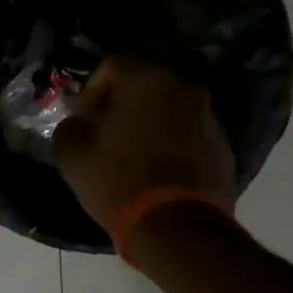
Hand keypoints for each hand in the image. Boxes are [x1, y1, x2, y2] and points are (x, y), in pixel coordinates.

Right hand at [53, 57, 237, 230]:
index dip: (91, 92)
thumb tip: (79, 123)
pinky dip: (172, 143)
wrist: (176, 226)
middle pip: (144, 85)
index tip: (83, 121)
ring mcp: (208, 116)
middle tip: (106, 134)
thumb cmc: (117, 179)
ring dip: (150, 124)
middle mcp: (182, 87)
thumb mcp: (72, 153)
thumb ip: (69, 126)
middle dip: (122, 105)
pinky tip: (157, 171)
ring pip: (169, 109)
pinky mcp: (222, 145)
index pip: (111, 66)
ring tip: (133, 155)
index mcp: (145, 78)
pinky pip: (188, 134)